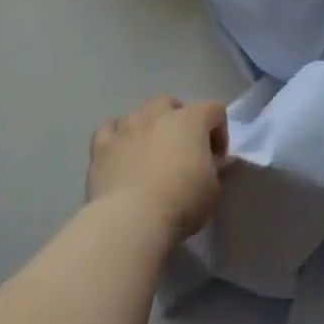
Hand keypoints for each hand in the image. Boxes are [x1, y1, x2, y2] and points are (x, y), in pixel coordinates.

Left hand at [87, 96, 228, 247]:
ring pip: (140, 113)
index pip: (214, 109)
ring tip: (150, 152)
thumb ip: (219, 170)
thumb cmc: (181, 202)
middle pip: (171, 103)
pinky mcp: (102, 145)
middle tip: (181, 150)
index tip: (216, 159)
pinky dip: (116, 134)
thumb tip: (222, 161)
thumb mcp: (213, 191)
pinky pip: (109, 128)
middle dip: (179, 121)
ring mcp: (127, 126)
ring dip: (149, 126)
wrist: (131, 219)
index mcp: (191, 120)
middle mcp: (158, 114)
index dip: (219, 131)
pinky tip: (120, 150)